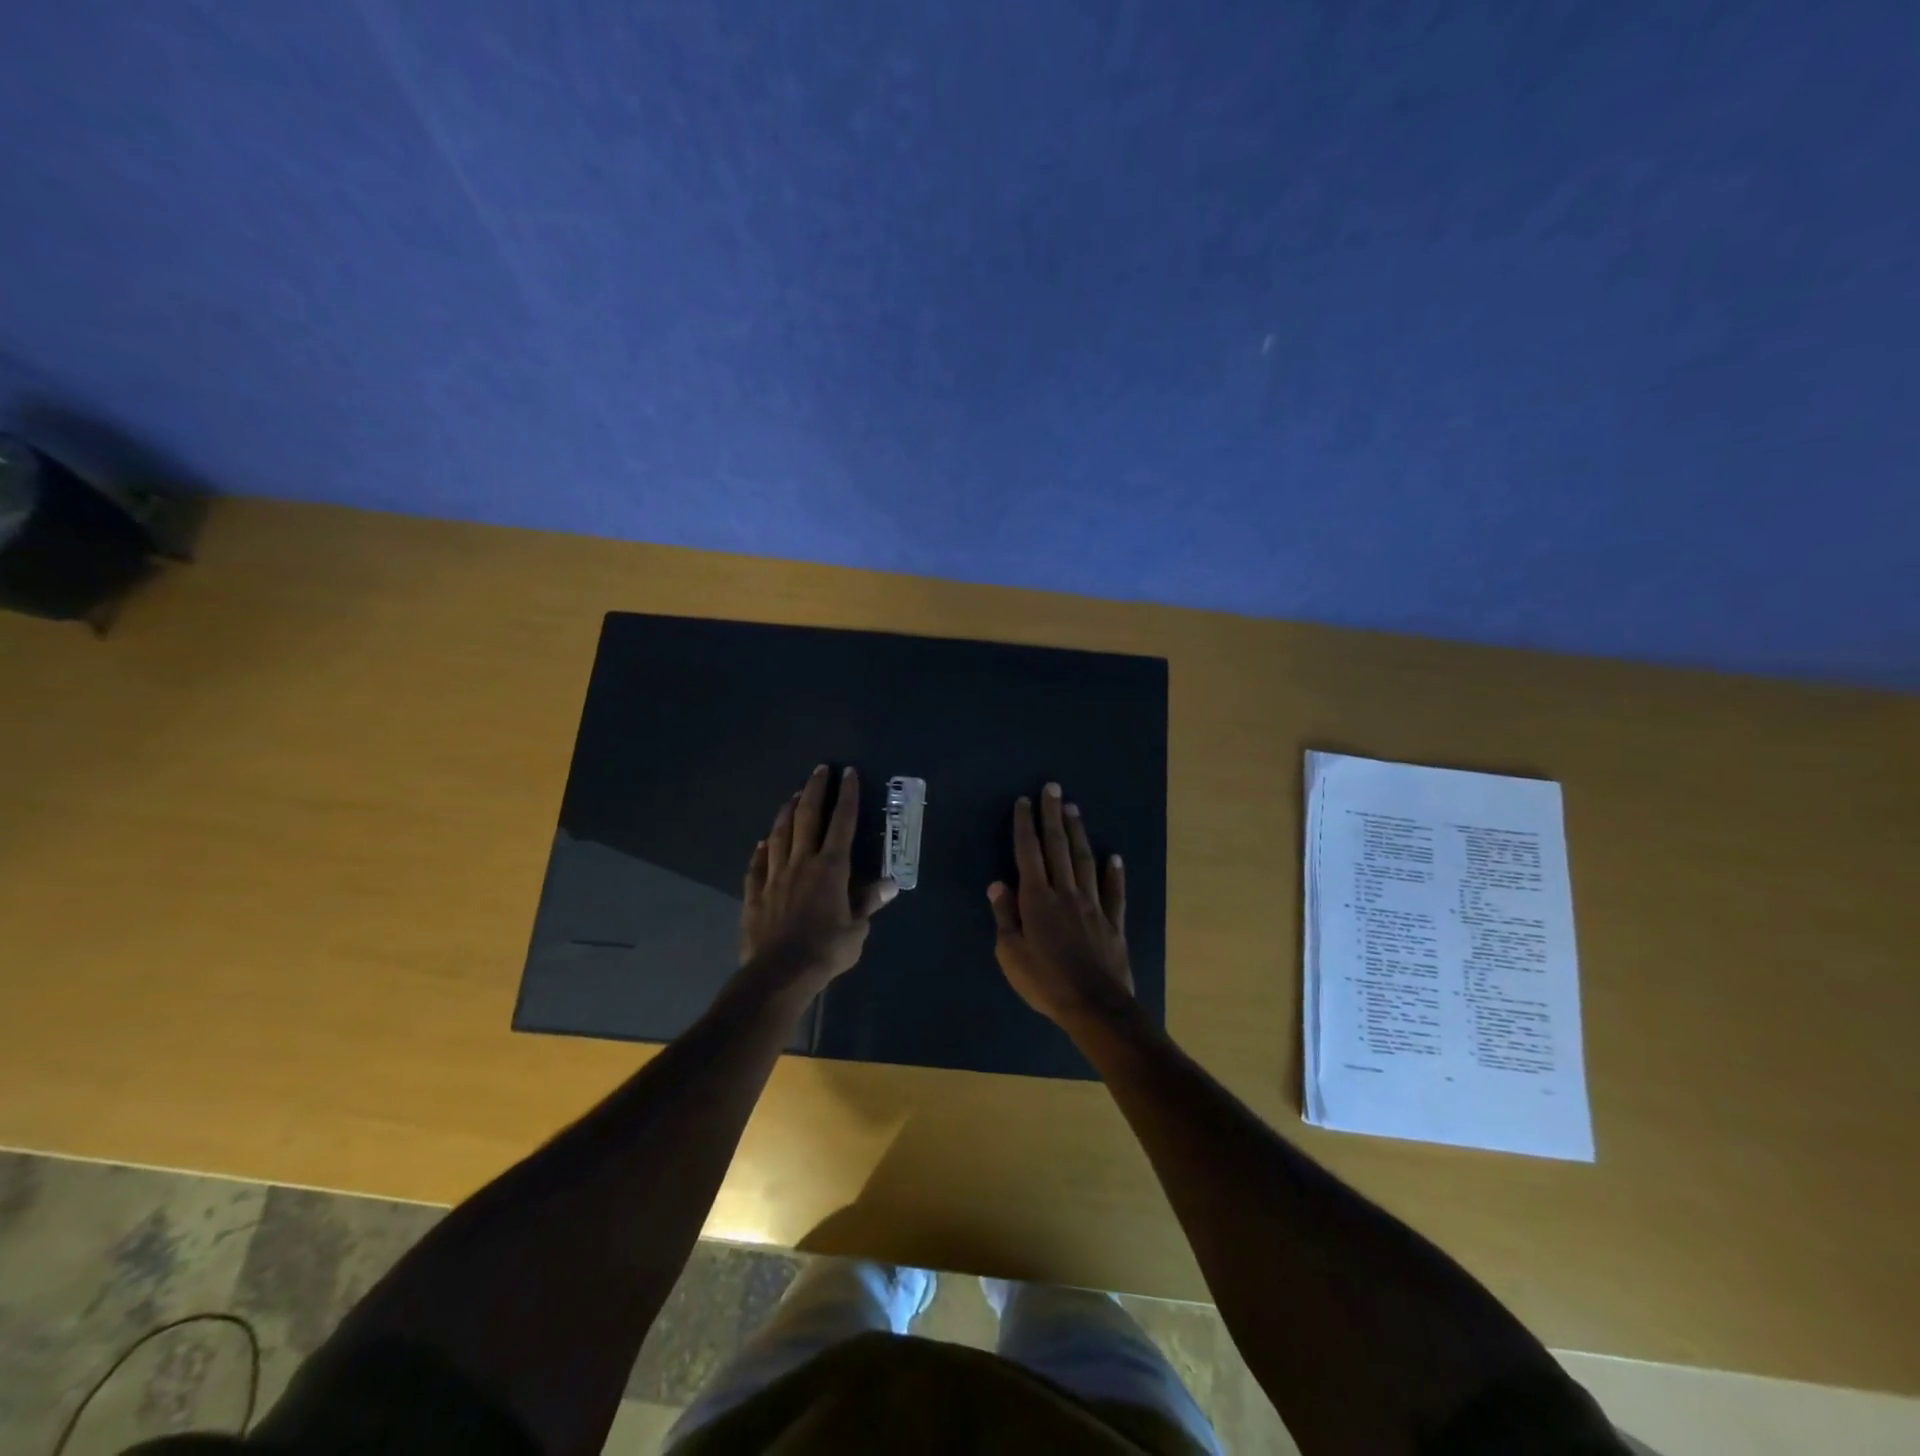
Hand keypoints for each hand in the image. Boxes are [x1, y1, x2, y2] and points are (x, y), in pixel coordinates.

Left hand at [739, 765, 895, 996]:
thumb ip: (868, 903)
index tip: (848, 773)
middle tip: (820, 770)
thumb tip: (889, 884)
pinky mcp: (755, 894)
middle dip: (815, 791)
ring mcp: (774, 877)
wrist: (779, 974)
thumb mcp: (857, 930)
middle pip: (808, 818)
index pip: (842, 824)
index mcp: (831, 868)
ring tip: (793, 796)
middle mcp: (802, 863)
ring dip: (787, 813)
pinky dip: (761, 851)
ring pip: (780, 835)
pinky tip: (762, 842)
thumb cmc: (825, 951)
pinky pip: (757, 866)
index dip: (848, 797)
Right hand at [988, 782, 1133, 1032]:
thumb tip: (997, 884)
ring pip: (1085, 861)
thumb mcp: (1011, 955)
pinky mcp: (1114, 922)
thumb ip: (1005, 917)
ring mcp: (1093, 905)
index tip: (1025, 801)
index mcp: (1037, 900)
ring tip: (1074, 809)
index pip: (1029, 853)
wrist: (1095, 1007)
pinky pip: (1114, 892)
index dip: (1026, 825)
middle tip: (1053, 788)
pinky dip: (1115, 873)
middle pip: (1058, 847)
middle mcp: (1066, 893)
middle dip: (1053, 816)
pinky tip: (1115, 857)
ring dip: (1079, 833)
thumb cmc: (1046, 982)